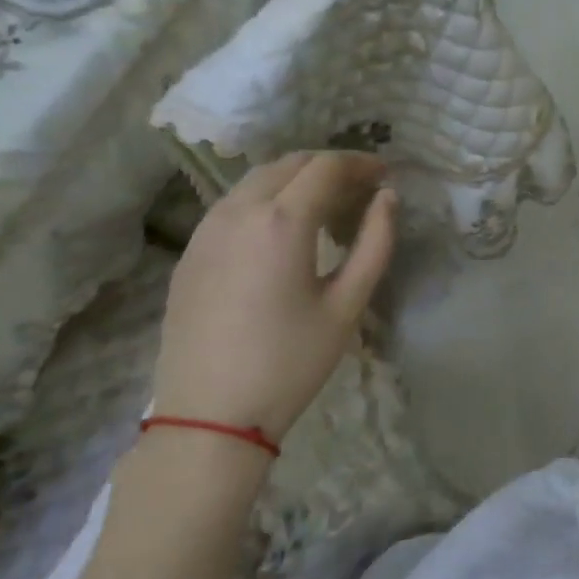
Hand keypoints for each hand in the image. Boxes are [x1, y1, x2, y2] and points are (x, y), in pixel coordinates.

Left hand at [152, 152, 395, 445]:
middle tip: (361, 188)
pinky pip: (233, 204)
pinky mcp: (190, 252)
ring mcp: (207, 229)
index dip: (360, 162)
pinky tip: (283, 230)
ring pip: (257, 179)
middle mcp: (239, 211)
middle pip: (290, 163)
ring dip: (296, 179)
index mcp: (282, 221)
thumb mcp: (347, 305)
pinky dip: (266, 198)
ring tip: (326, 205)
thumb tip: (388, 199)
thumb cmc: (290, 362)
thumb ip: (375, 243)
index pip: (326, 166)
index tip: (385, 173)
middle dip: (330, 166)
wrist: (208, 416)